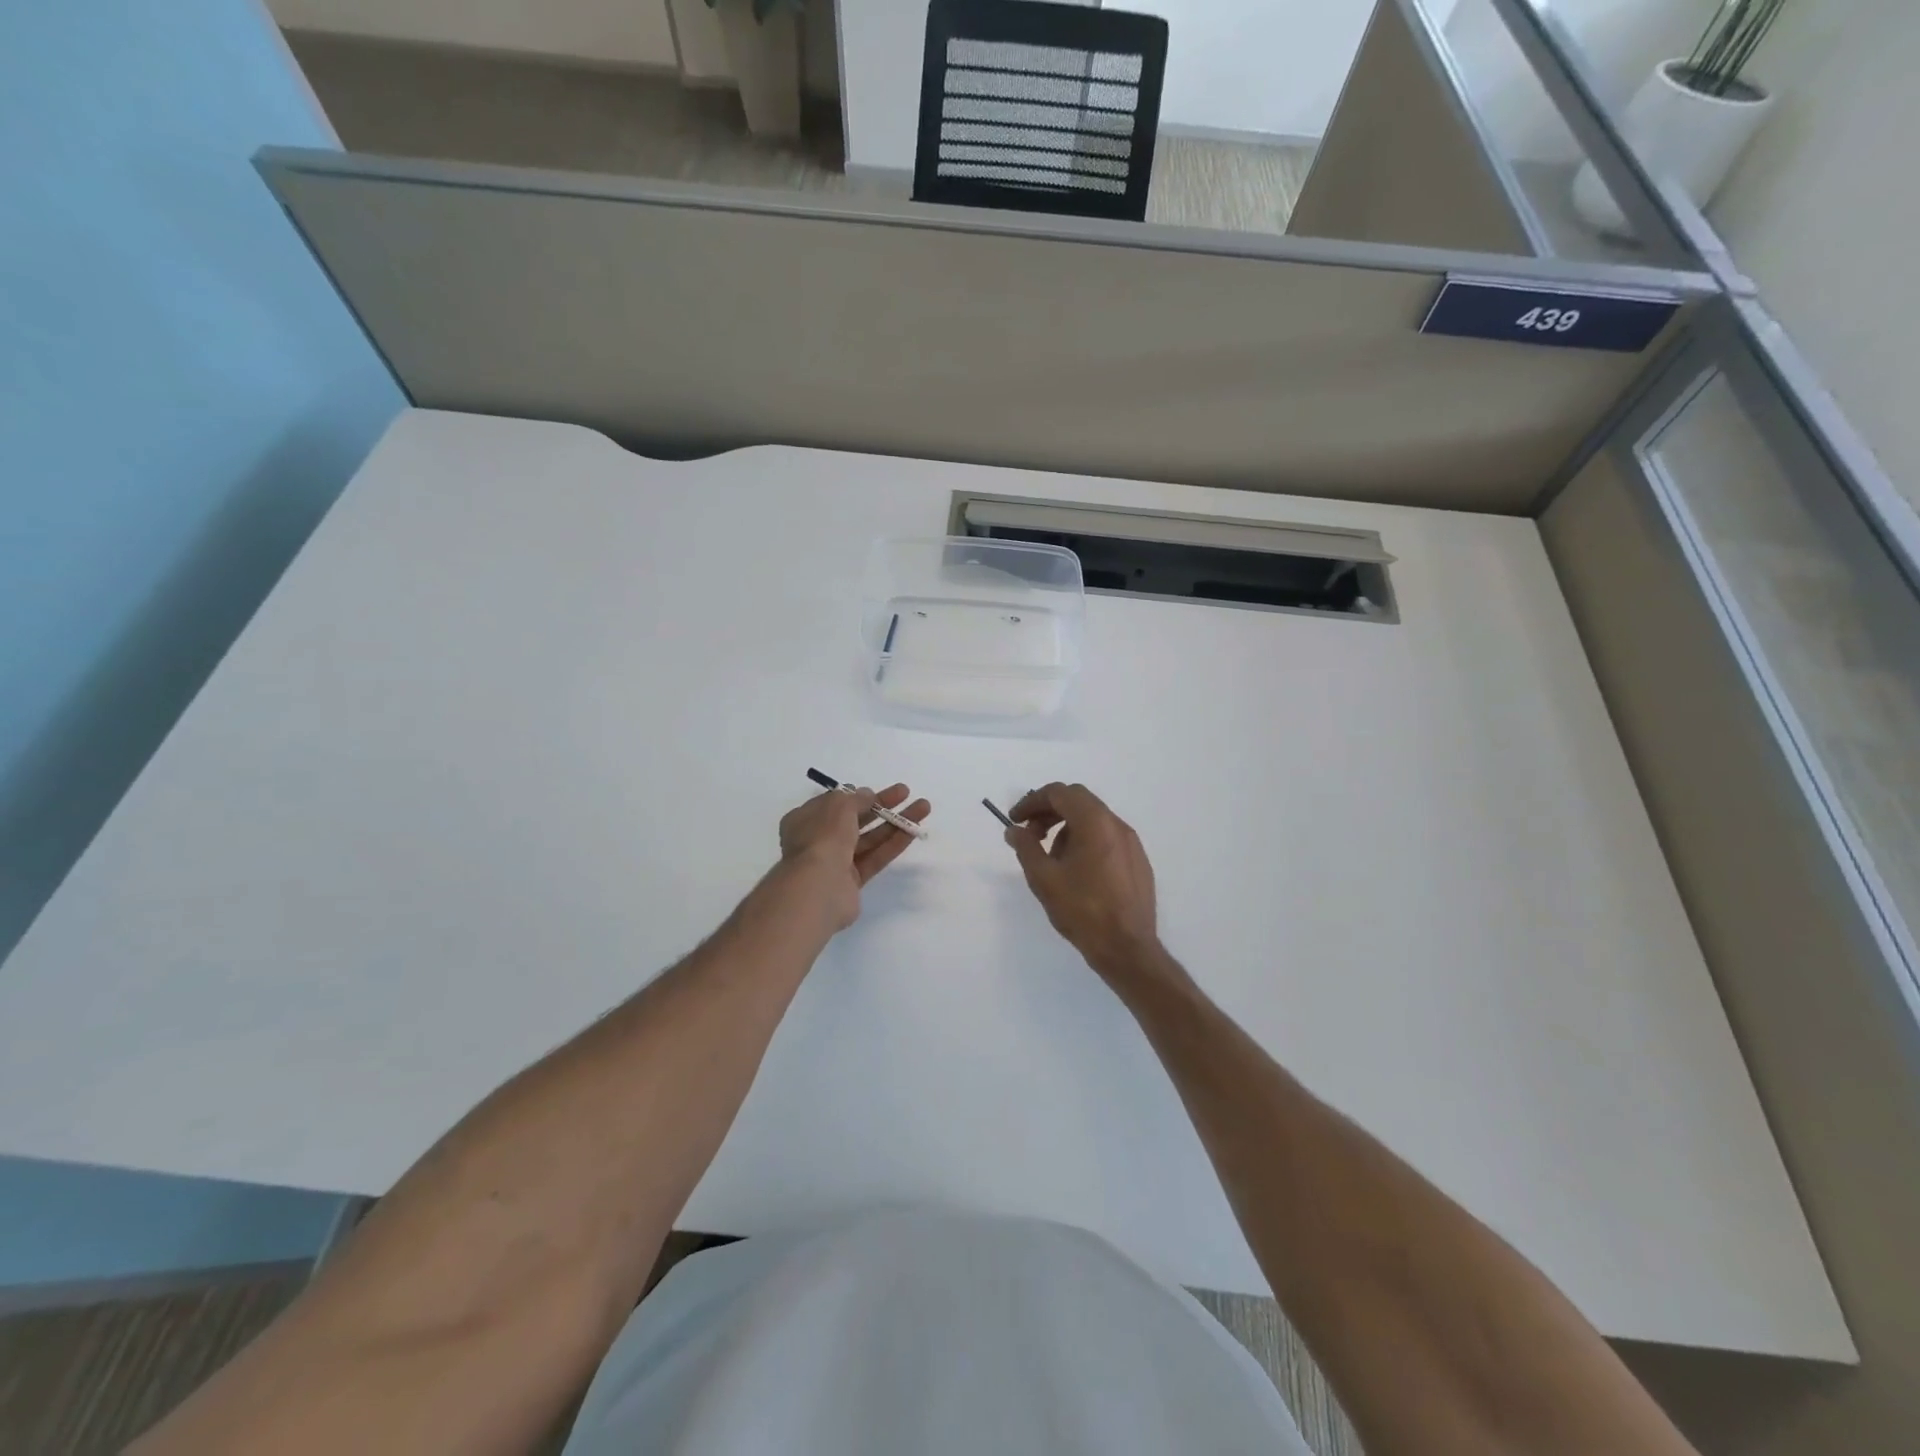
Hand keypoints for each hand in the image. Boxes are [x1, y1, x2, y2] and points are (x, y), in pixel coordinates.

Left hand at [778, 783, 931, 930]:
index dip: (855, 796)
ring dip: (895, 822)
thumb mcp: (839, 806)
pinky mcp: (852, 881)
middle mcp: (818, 840)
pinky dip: (893, 843)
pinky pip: (875, 857)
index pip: (833, 804)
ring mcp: (835, 862)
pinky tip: (914, 830)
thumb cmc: (823, 837)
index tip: (875, 791)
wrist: (818, 887)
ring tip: (923, 808)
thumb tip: (867, 795)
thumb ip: (856, 799)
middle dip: (881, 805)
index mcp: (805, 820)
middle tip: (906, 793)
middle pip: (855, 819)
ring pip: (869, 838)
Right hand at [1004, 783, 1162, 980]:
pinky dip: (1086, 841)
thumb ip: (1026, 848)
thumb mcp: (1044, 878)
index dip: (1032, 802)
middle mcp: (1117, 825)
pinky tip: (1077, 872)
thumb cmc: (1082, 910)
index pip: (1059, 793)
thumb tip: (1015, 830)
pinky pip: (1107, 838)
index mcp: (1094, 823)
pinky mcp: (1138, 861)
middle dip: (1049, 812)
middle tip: (1030, 835)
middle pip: (1078, 801)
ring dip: (1067, 828)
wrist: (1127, 948)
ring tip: (1052, 859)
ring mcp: (1131, 843)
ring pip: (1093, 820)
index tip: (1015, 820)